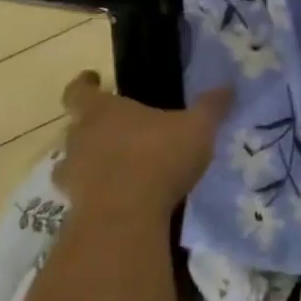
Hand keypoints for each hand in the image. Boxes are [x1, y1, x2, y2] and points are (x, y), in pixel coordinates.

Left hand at [55, 71, 229, 227]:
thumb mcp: (197, 127)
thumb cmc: (158, 158)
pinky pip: (84, 195)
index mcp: (102, 112)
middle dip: (94, 127)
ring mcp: (73, 177)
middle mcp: (79, 140)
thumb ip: (211, 106)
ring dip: (91, 163)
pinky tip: (123, 197)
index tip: (93, 79)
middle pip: (76, 128)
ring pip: (74, 163)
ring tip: (120, 166)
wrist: (125, 221)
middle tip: (121, 129)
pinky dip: (98, 194)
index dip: (84, 84)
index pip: (78, 91)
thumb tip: (227, 87)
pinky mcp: (75, 210)